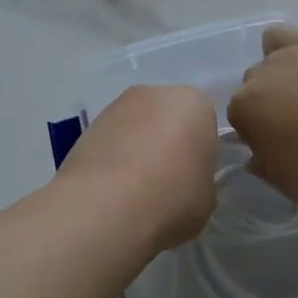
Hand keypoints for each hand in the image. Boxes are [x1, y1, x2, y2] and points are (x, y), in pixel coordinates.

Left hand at [56, 84, 217, 248]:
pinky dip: (114, 155)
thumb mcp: (206, 196)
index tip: (192, 178)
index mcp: (195, 104)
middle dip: (168, 141)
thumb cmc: (171, 197)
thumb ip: (199, 176)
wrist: (106, 204)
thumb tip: (184, 177)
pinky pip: (113, 138)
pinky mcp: (90, 122)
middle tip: (165, 181)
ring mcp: (119, 104)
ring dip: (139, 147)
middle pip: (169, 117)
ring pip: (139, 125)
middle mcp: (157, 93)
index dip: (200, 153)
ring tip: (134, 187)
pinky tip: (112, 186)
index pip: (205, 124)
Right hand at [228, 0, 297, 205]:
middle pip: (257, 77)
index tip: (278, 147)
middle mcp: (267, 67)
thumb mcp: (289, 184)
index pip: (240, 114)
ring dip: (280, 53)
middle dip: (270, 96)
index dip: (258, 131)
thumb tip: (257, 153)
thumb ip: (266, 166)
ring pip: (277, 39)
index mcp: (248, 104)